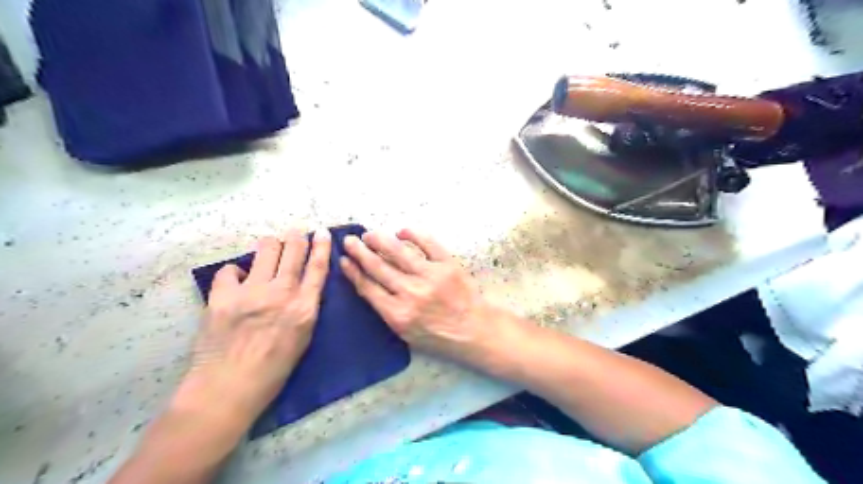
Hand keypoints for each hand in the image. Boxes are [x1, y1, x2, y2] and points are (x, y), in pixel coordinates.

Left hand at [175, 228, 332, 420]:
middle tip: (296, 233)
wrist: (227, 388)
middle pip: (293, 251)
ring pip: (265, 250)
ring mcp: (250, 292)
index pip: (317, 268)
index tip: (323, 232)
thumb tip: (302, 286)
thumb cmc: (273, 370)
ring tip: (270, 248)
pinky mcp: (222, 296)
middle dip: (296, 237)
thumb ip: (305, 308)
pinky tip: (237, 281)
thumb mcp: (303, 338)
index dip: (322, 246)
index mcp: (304, 308)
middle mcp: (280, 293)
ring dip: (270, 246)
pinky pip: (230, 270)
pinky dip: (236, 272)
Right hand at [341, 229, 494, 364]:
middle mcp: (411, 292)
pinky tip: (401, 230)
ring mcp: (430, 276)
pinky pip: (428, 243)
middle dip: (360, 252)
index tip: (343, 260)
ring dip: (380, 240)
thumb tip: (369, 284)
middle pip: (378, 267)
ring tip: (369, 234)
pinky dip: (413, 234)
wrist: (473, 330)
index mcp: (398, 313)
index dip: (353, 272)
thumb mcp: (406, 333)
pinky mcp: (447, 264)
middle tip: (349, 240)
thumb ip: (387, 311)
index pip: (368, 287)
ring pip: (398, 252)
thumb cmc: (438, 335)